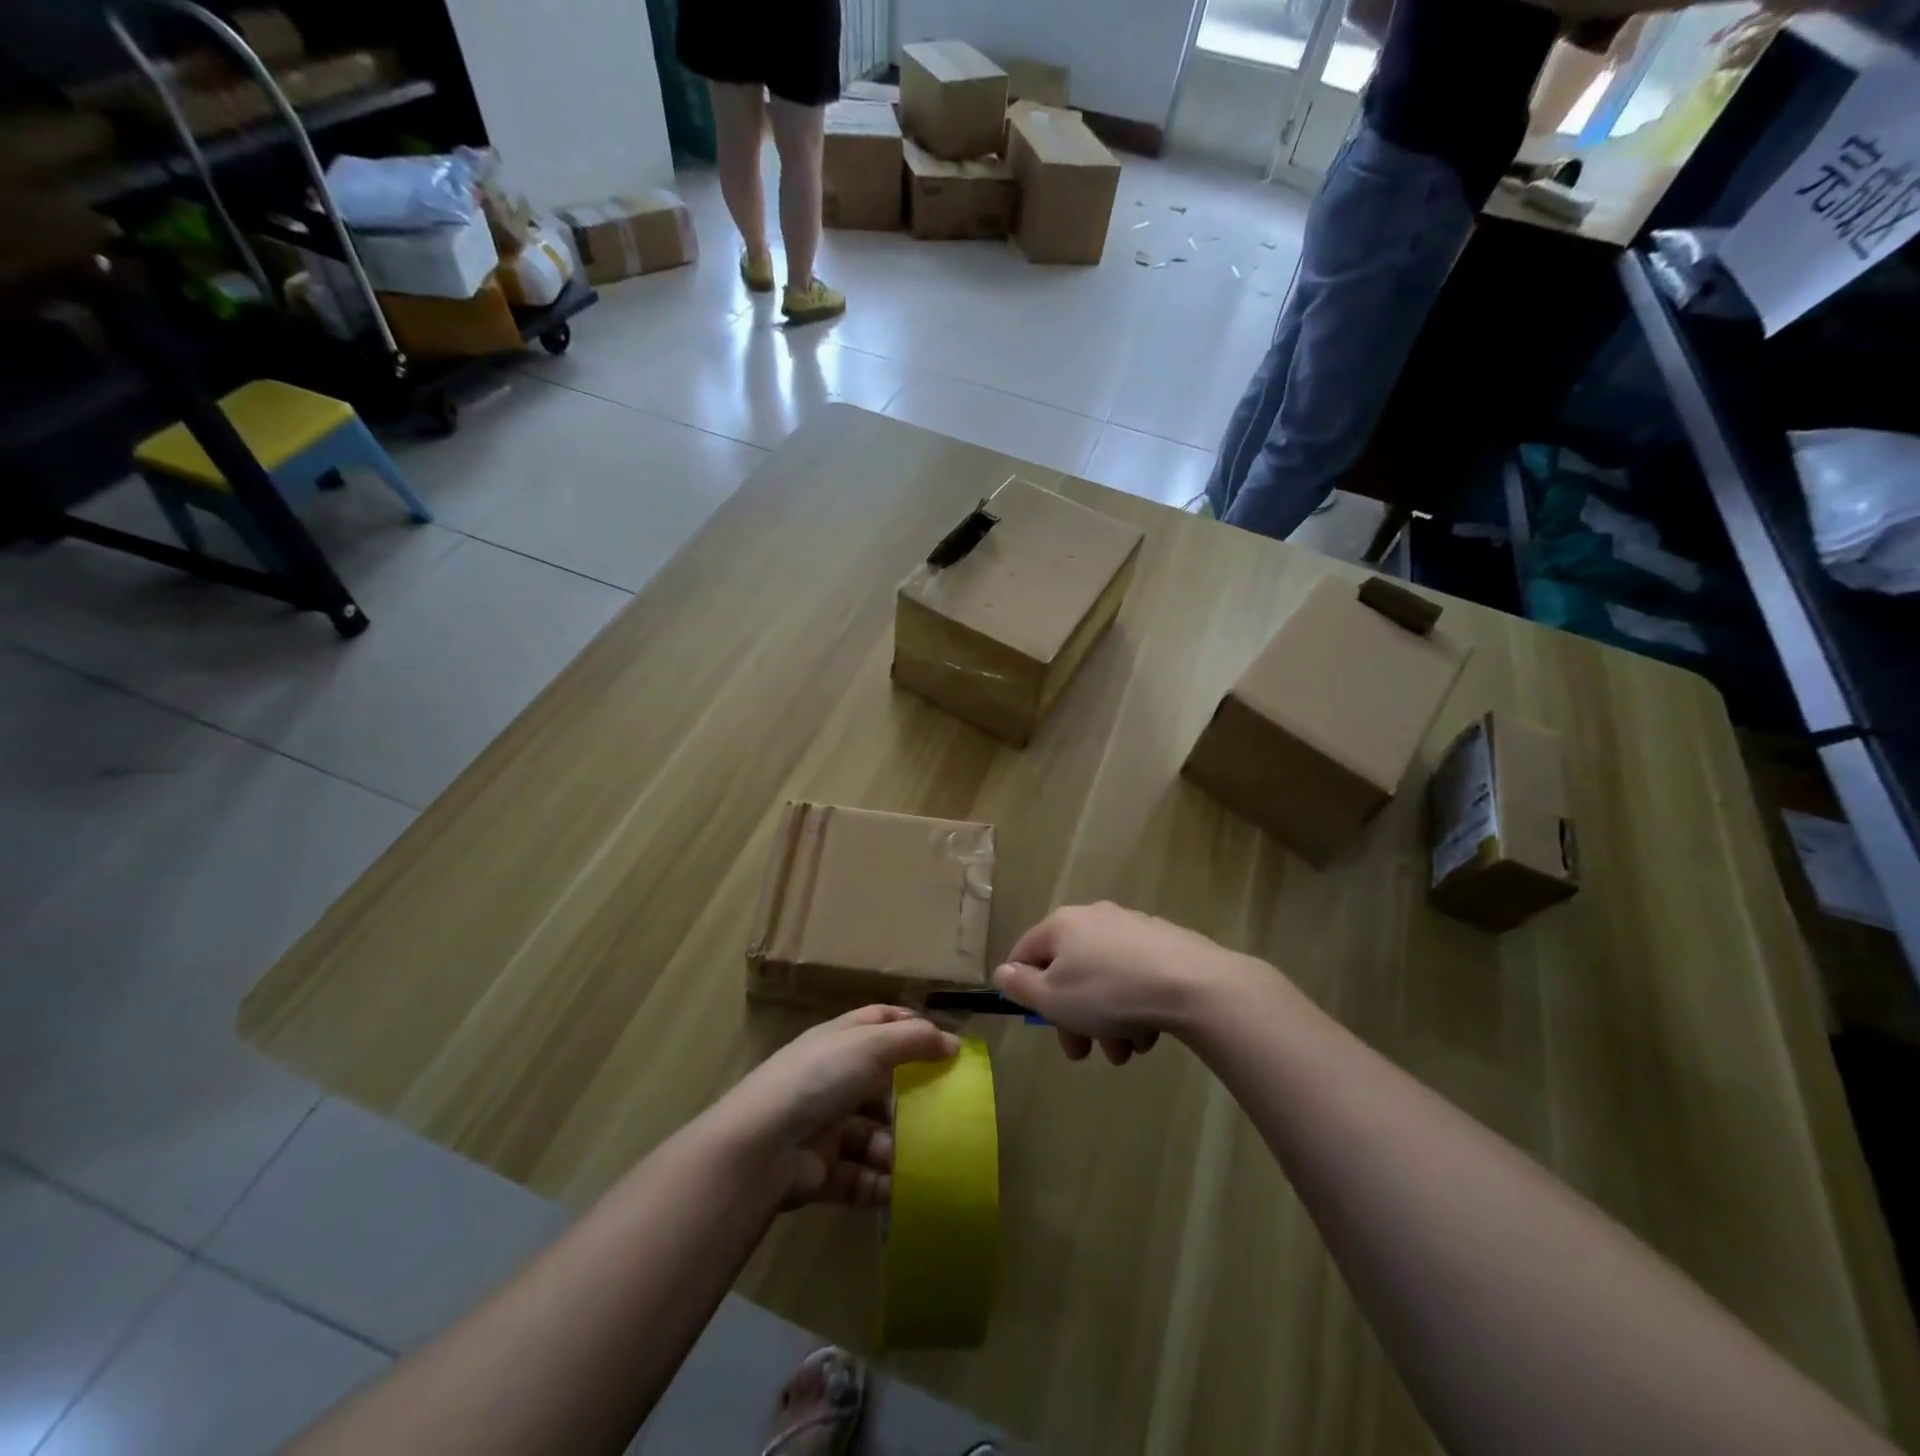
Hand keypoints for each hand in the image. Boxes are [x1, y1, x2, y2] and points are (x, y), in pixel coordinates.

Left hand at [719, 1006, 959, 1208]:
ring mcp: (826, 1126)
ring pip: (874, 1134)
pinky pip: (862, 1177)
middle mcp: (832, 1079)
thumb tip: (953, 1043)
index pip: (879, 1023)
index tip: (944, 1045)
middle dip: (912, 1099)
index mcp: (839, 1042)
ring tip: (921, 1159)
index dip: (910, 1028)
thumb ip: (914, 1041)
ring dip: (898, 1147)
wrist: (762, 1146)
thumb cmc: (820, 1079)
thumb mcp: (870, 1045)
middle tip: (945, 1113)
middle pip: (881, 1084)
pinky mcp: (823, 1171)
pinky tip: (904, 1189)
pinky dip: (883, 1184)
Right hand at [992, 902, 1256, 1064]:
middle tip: (1082, 1053)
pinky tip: (1148, 1032)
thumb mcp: (1052, 998)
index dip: (1022, 988)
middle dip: (1073, 1018)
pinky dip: (1133, 1006)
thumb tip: (1004, 972)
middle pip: (1068, 971)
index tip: (1037, 1021)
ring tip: (1125, 1051)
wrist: (1192, 985)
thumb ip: (1020, 986)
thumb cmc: (1109, 992)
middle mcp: (1094, 917)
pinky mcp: (1164, 943)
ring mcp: (1131, 928)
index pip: (1025, 952)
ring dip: (1105, 1020)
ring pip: (1103, 980)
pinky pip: (1134, 978)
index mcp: (1062, 924)